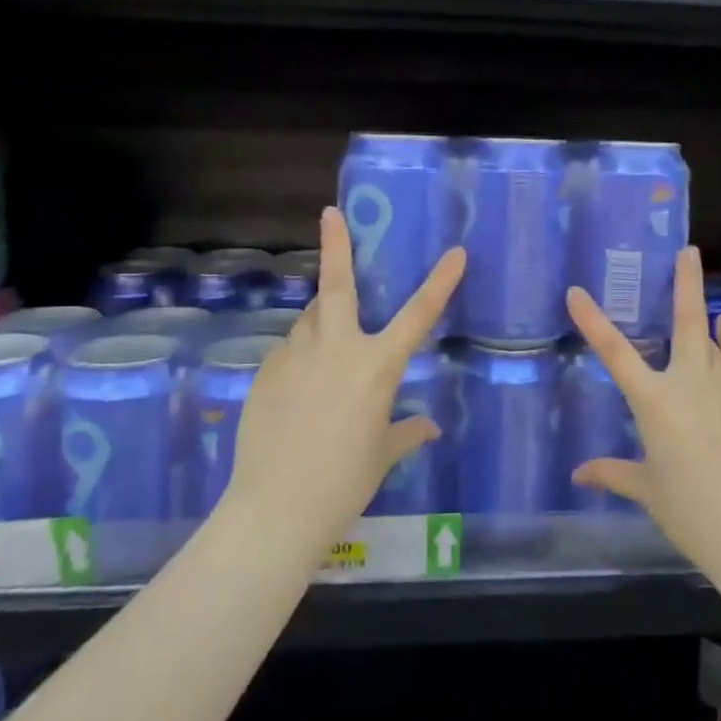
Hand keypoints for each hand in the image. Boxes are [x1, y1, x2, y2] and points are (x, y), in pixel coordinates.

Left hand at [224, 206, 463, 543]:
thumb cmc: (345, 481)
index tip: (455, 253)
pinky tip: (300, 386)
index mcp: (376, 367)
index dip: (440, 282)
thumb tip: (428, 427)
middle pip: (336, 287)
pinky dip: (300, 355)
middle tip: (330, 214)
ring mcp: (295, 357)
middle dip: (336, 246)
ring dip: (321, 320)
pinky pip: (289, 351)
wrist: (278, 507)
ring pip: (309, 321)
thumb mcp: (382, 454)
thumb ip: (406, 432)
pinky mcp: (265, 373)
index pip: (418, 315)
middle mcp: (336, 349)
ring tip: (325, 344)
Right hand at [566, 248, 720, 584]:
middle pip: (685, 323)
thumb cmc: (691, 512)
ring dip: (704, 314)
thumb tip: (579, 473)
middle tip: (688, 251)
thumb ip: (613, 473)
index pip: (615, 353)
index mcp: (654, 402)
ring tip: (699, 291)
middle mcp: (689, 384)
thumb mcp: (647, 490)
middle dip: (684, 284)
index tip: (576, 292)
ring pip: (713, 340)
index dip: (593, 321)